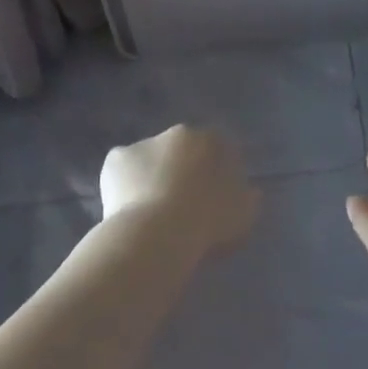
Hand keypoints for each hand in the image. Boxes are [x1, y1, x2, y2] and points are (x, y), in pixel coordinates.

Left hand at [99, 125, 260, 261]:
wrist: (157, 235)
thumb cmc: (205, 222)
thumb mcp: (242, 215)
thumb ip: (248, 198)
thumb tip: (251, 191)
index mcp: (208, 140)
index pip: (214, 148)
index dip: (211, 173)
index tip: (207, 199)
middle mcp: (176, 133)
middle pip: (179, 150)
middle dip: (178, 172)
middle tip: (177, 208)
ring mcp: (144, 143)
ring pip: (148, 161)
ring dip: (150, 178)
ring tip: (148, 217)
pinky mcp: (116, 159)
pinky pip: (121, 173)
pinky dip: (122, 188)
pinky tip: (124, 213)